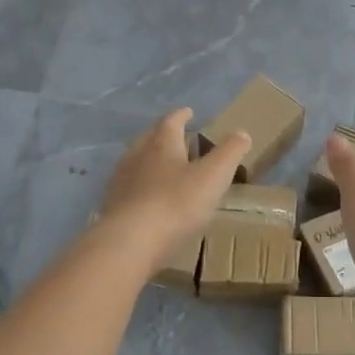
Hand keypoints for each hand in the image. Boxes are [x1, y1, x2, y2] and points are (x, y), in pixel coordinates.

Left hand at [96, 109, 249, 272]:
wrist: (130, 241)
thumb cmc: (176, 204)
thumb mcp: (213, 177)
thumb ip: (229, 153)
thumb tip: (242, 133)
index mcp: (162, 144)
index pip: (171, 121)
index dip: (182, 116)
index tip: (189, 112)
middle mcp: (137, 155)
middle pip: (149, 138)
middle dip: (163, 135)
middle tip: (176, 137)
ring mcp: (121, 180)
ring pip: (135, 162)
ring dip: (149, 160)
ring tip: (162, 167)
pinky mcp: (112, 205)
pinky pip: (128, 187)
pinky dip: (140, 186)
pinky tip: (147, 198)